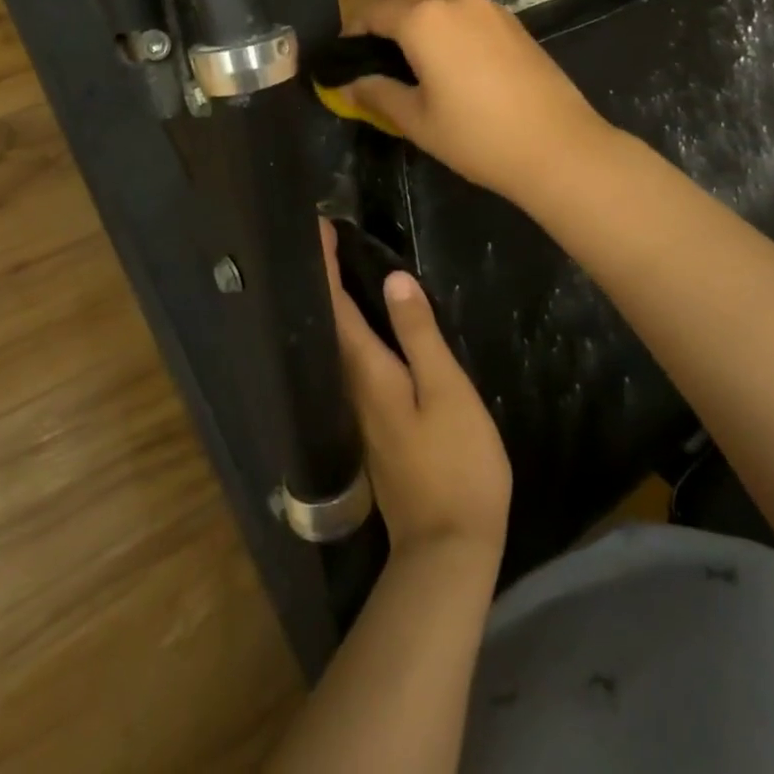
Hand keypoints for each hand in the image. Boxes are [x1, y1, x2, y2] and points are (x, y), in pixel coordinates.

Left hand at [322, 220, 510, 563]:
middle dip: (324, 279)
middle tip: (325, 239)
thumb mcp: (446, 392)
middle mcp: (353, 387)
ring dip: (334, 304)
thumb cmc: (455, 464)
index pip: (335, 306)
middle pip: (329, 323)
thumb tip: (393, 280)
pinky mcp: (374, 426)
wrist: (448, 547)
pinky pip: (353, 364)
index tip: (318, 227)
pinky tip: (366, 327)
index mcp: (368, 372)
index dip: (325, 266)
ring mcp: (360, 411)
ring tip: (340, 270)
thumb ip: (419, 335)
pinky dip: (350, 332)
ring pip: (337, 344)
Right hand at [347, 0, 610, 206]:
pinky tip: (449, 42)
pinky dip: (445, 2)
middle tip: (375, 45)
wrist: (556, 145)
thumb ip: (379, 95)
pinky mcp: (509, 16)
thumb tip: (348, 85)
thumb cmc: (477, 137)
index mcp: (422, 21)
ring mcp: (485, 3)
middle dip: (381, 7)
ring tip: (411, 35)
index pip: (374, 10)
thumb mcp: (418, 122)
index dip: (354, 29)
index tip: (346, 53)